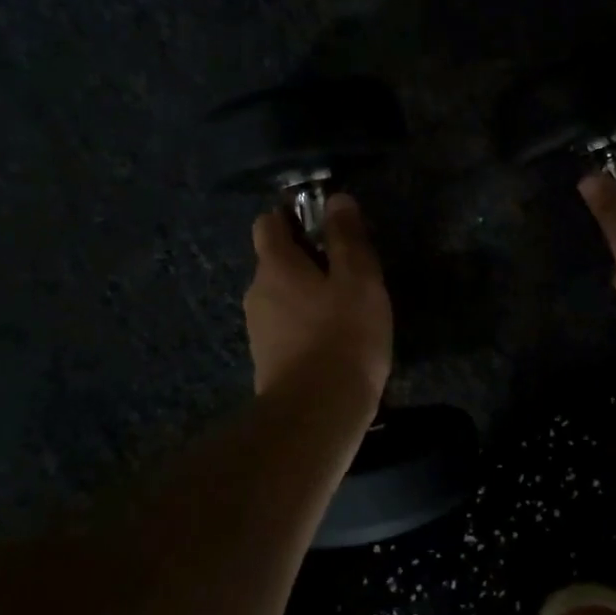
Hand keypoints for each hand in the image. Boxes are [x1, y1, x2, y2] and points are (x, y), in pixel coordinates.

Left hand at [244, 194, 393, 403]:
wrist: (317, 414)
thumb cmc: (343, 335)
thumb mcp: (358, 279)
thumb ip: (347, 238)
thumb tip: (336, 200)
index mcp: (275, 265)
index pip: (269, 222)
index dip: (294, 215)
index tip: (326, 223)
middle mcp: (257, 292)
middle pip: (276, 259)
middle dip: (307, 257)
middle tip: (349, 269)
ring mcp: (259, 329)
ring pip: (282, 295)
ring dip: (309, 293)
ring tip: (348, 307)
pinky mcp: (268, 360)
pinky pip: (286, 326)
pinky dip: (307, 324)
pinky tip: (336, 340)